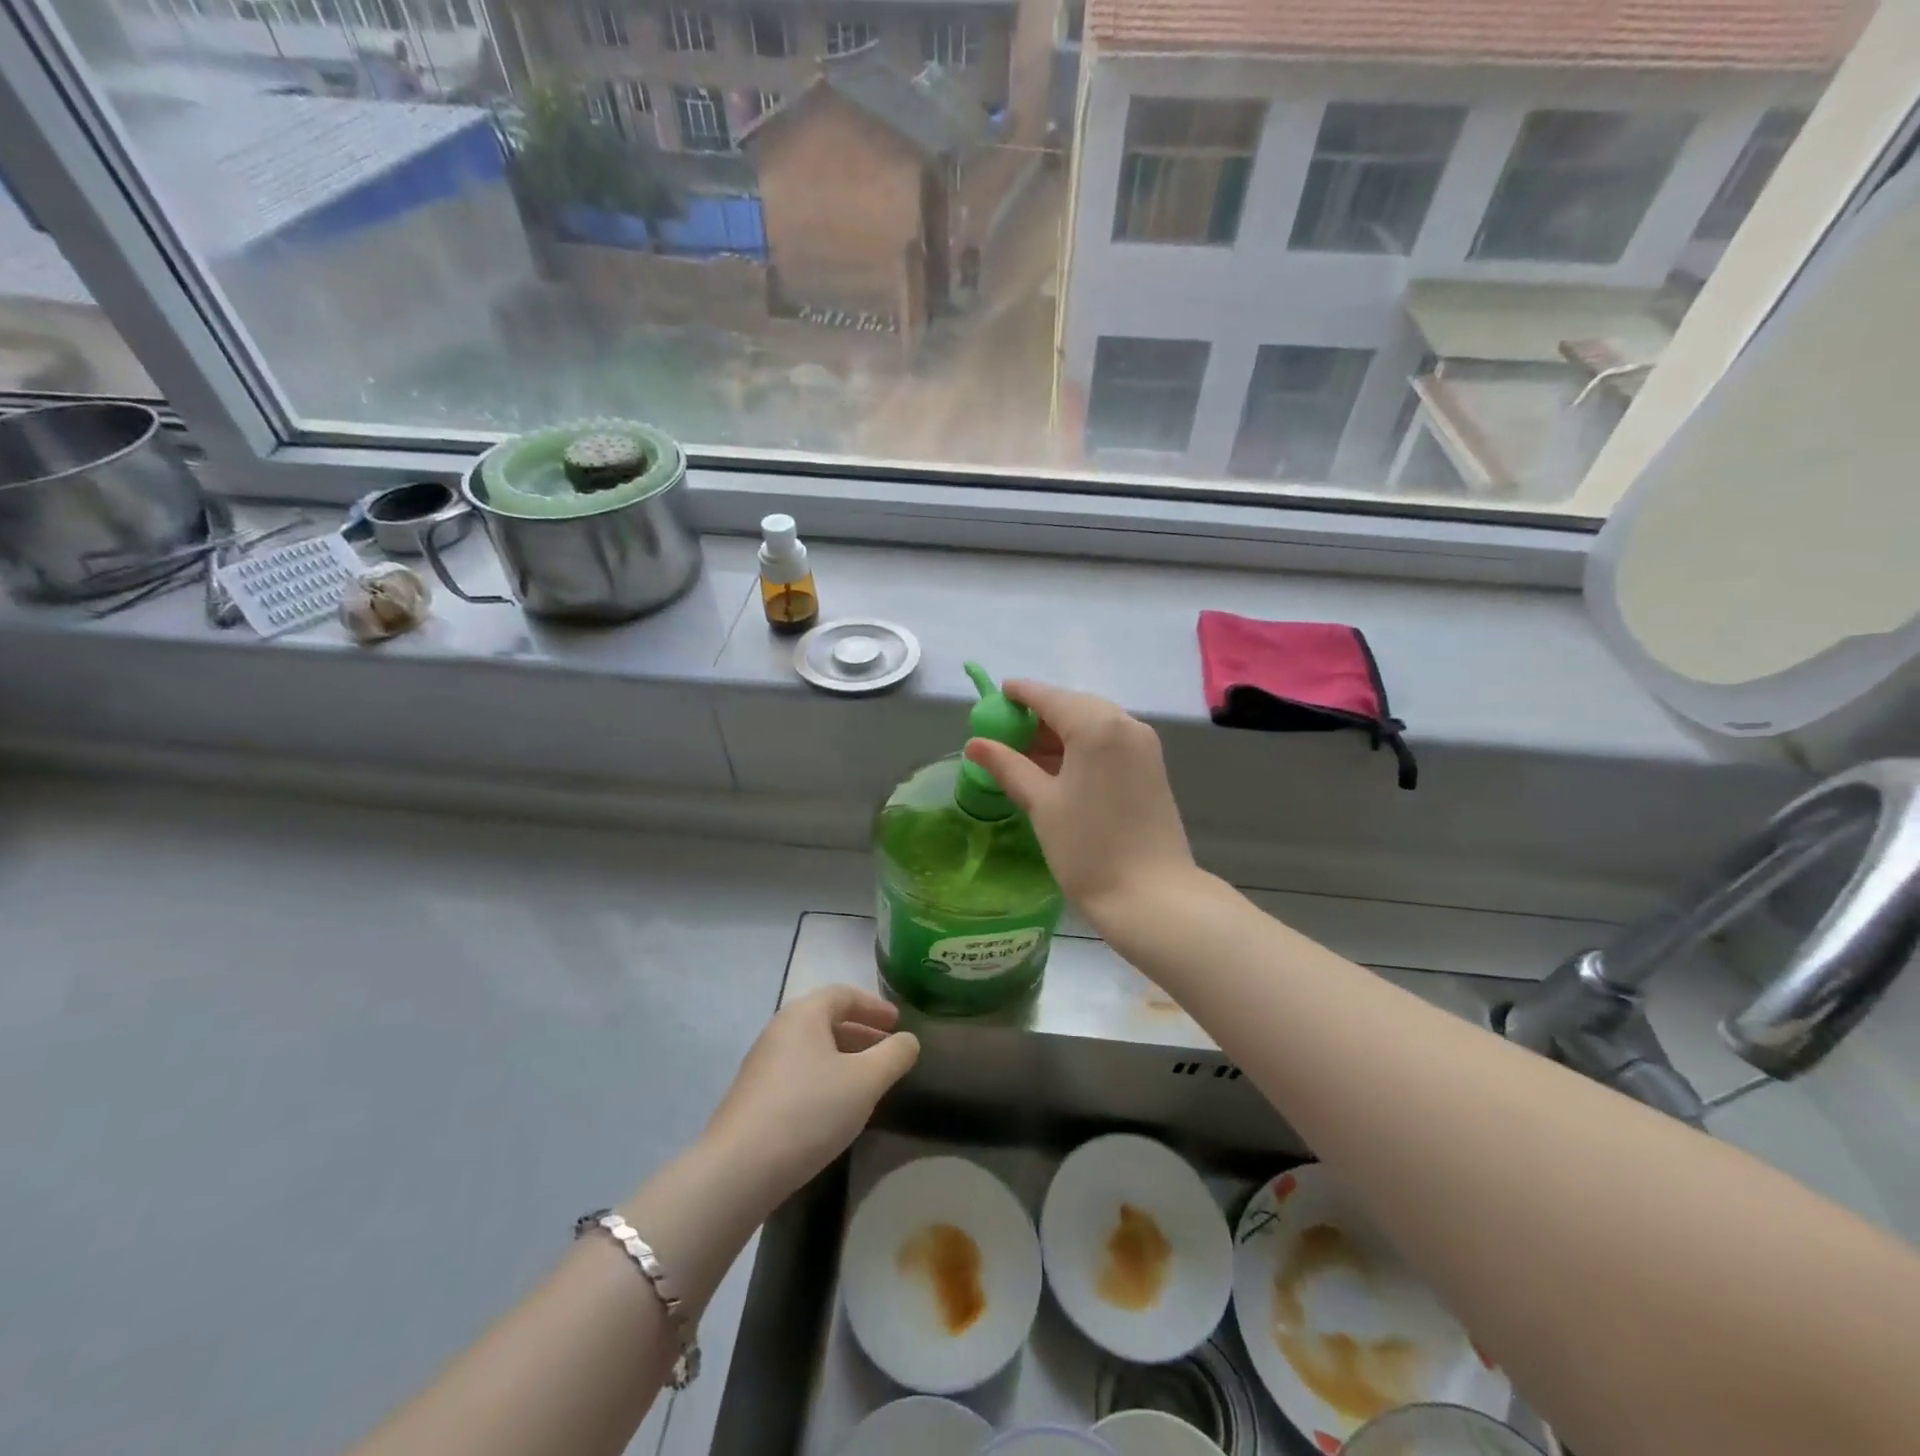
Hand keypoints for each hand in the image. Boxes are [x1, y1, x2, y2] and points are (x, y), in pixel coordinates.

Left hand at [701, 986, 919, 1211]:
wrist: (739, 1169)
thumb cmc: (809, 1111)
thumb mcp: (865, 1081)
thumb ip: (894, 1055)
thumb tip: (909, 1040)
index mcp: (804, 1014)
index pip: (843, 994)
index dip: (874, 1006)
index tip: (898, 1022)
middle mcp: (779, 1029)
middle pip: (826, 1019)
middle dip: (861, 1032)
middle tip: (888, 1051)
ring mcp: (762, 1063)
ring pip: (812, 1048)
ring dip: (843, 1057)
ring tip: (868, 1081)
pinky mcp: (754, 1095)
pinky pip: (799, 1071)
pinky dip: (824, 1077)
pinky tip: (836, 1107)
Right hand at [964, 680, 1195, 926]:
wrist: (1153, 896)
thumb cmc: (1089, 848)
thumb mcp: (1041, 804)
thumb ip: (1008, 766)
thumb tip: (975, 744)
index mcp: (1097, 726)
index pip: (1050, 697)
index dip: (1021, 693)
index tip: (997, 694)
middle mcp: (1126, 725)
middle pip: (1074, 707)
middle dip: (1040, 716)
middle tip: (1006, 733)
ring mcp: (1143, 746)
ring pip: (1094, 725)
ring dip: (1060, 734)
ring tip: (1025, 754)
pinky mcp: (1151, 768)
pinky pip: (1109, 743)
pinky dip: (1081, 748)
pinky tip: (1057, 769)